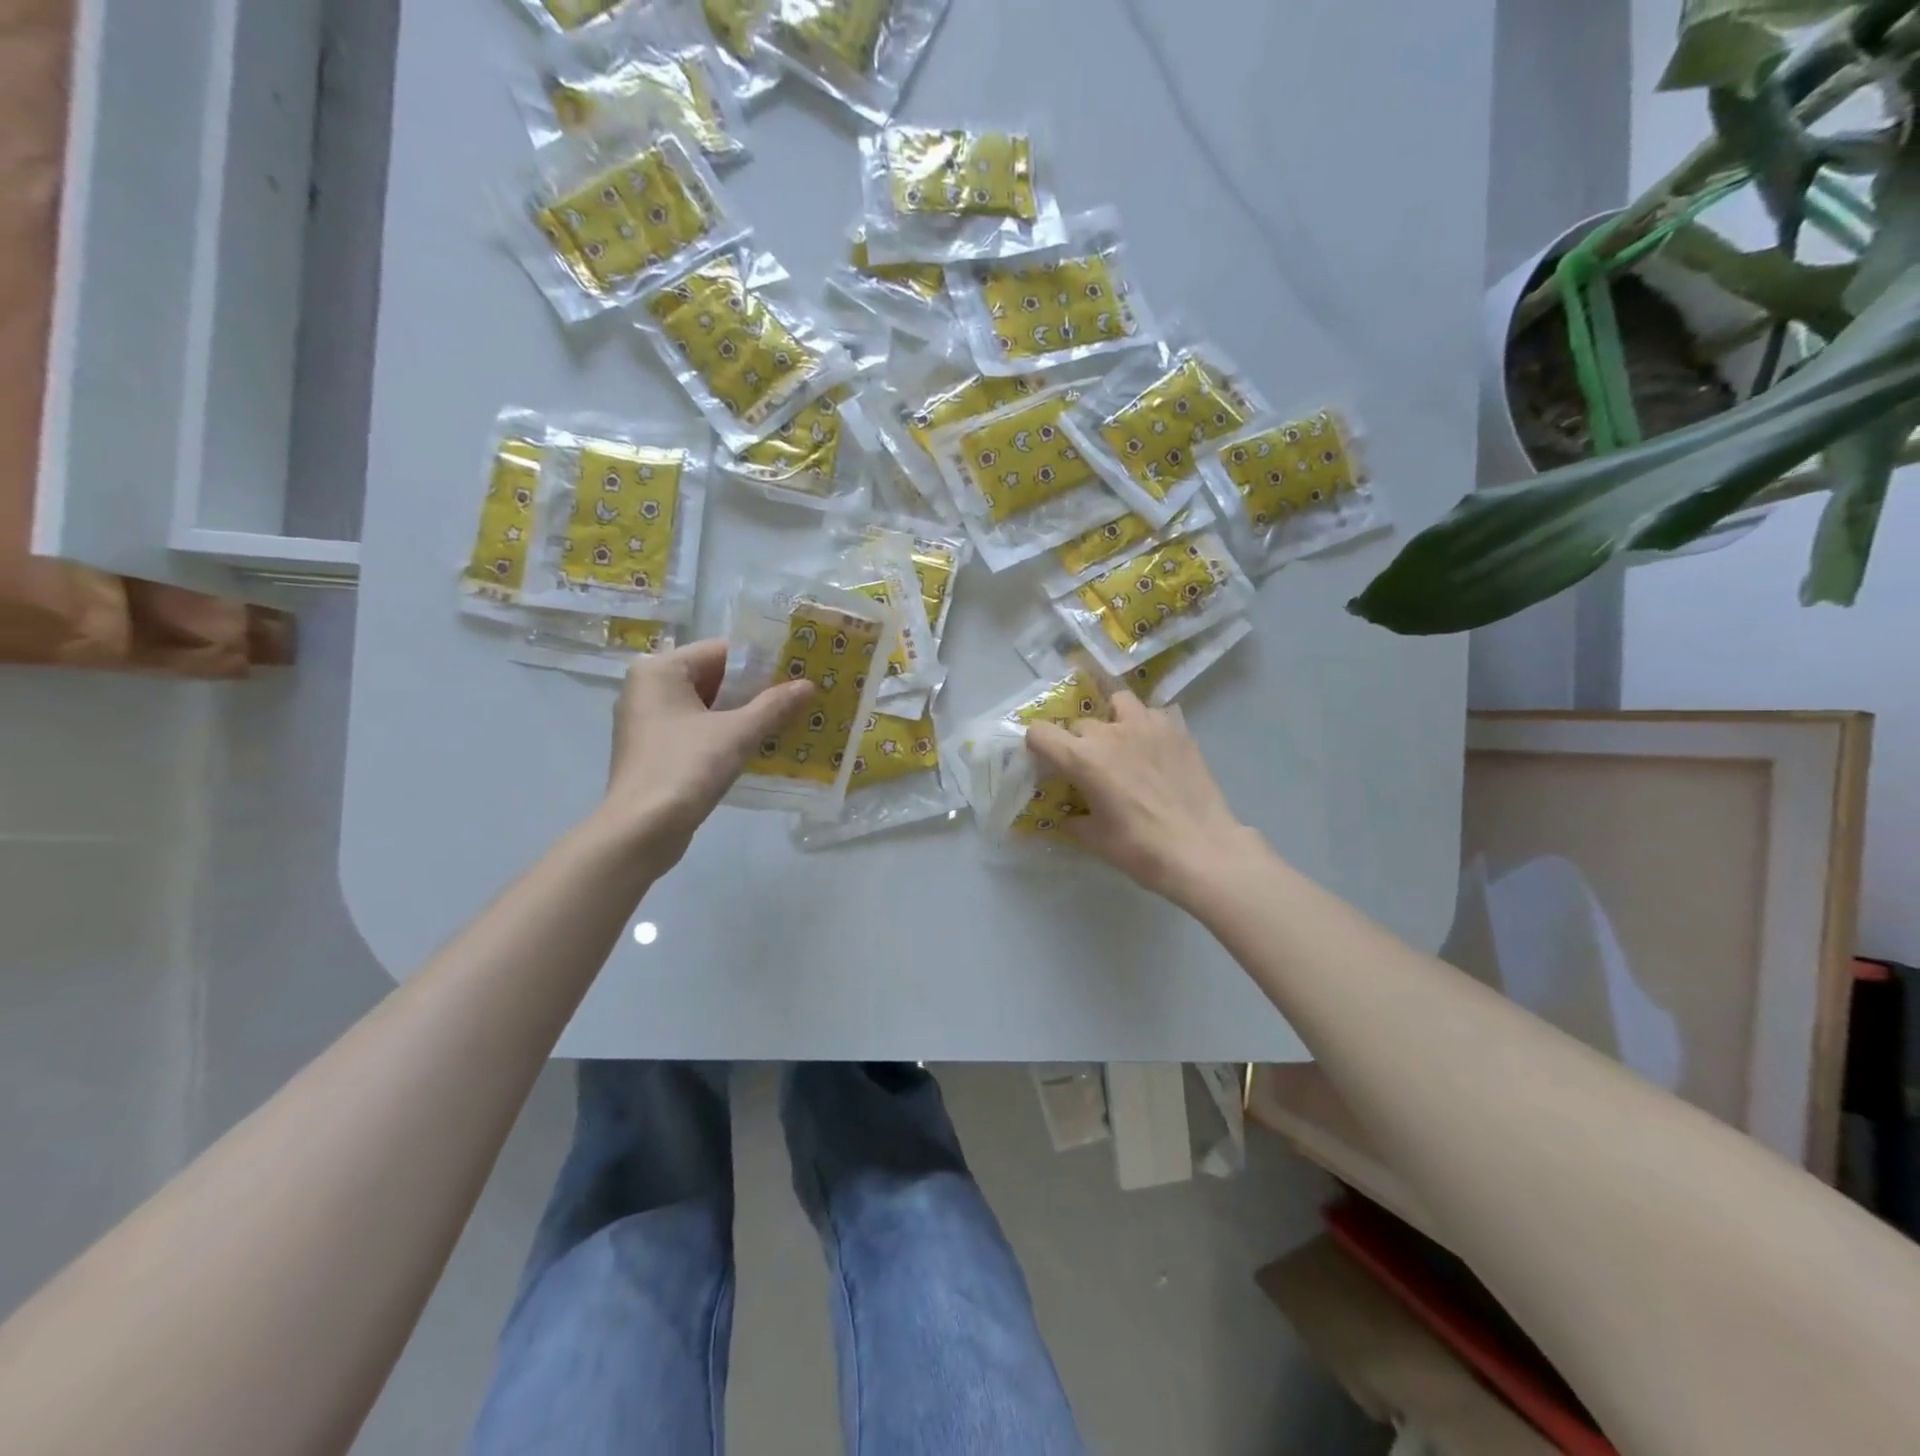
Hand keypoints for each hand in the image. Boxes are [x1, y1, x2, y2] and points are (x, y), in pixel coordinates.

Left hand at [601, 640, 813, 869]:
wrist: (643, 830)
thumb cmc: (686, 768)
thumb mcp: (738, 733)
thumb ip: (774, 705)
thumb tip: (809, 685)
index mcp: (660, 670)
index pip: (721, 651)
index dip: (762, 662)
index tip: (797, 672)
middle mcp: (648, 688)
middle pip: (714, 678)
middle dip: (756, 690)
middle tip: (799, 697)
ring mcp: (648, 721)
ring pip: (707, 706)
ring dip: (744, 714)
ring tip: (788, 720)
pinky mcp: (655, 750)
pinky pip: (698, 730)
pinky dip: (726, 734)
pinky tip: (760, 746)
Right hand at [1026, 692, 1263, 904]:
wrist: (1201, 850)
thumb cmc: (1140, 849)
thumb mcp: (1094, 839)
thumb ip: (1073, 819)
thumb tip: (1067, 814)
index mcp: (1082, 758)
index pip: (1040, 733)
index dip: (1036, 745)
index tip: (1044, 760)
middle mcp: (1110, 732)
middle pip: (1079, 723)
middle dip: (1077, 741)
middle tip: (1089, 767)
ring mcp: (1146, 726)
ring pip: (1118, 702)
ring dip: (1112, 718)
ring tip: (1120, 740)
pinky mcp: (1176, 730)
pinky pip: (1152, 714)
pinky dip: (1146, 725)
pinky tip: (1153, 748)